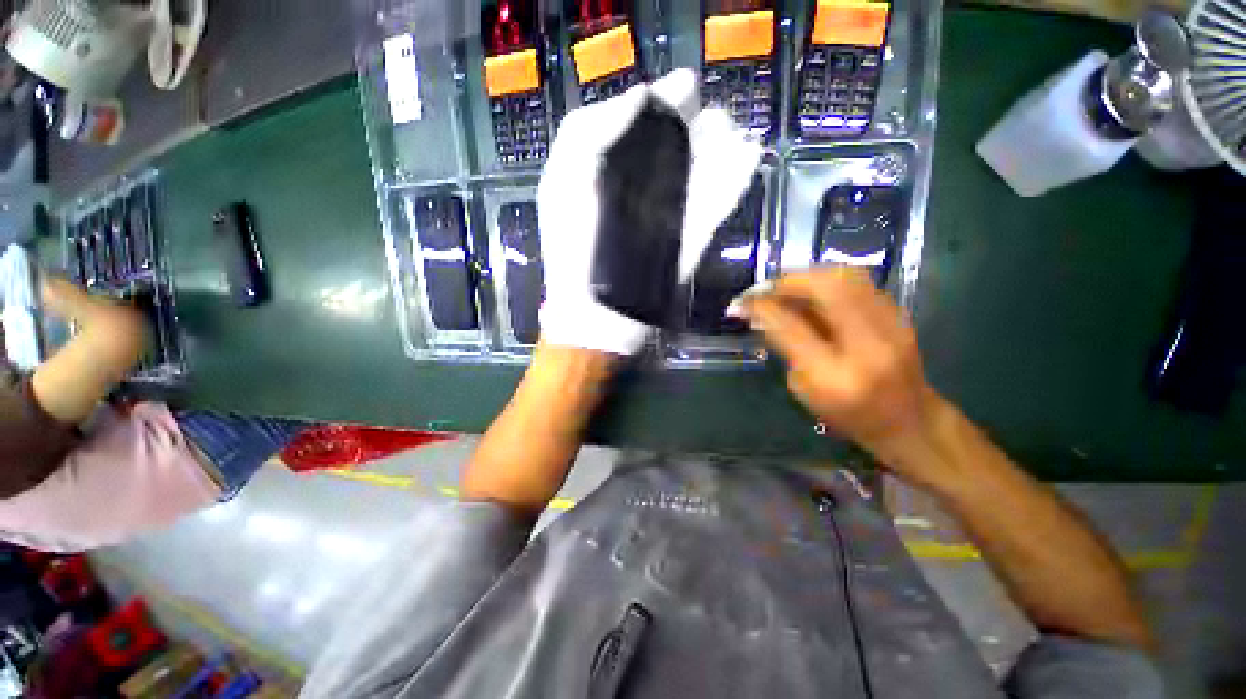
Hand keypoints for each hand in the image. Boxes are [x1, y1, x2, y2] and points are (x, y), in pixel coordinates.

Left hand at [537, 69, 760, 354]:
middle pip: (671, 148)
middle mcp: (637, 193)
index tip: (681, 90)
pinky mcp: (688, 242)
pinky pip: (713, 206)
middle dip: (693, 126)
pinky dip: (731, 182)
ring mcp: (665, 219)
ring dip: (717, 149)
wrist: (600, 313)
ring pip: (697, 175)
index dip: (658, 106)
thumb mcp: (565, 181)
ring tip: (730, 131)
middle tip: (708, 114)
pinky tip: (747, 155)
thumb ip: (588, 132)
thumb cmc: (575, 247)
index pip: (634, 129)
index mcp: (604, 175)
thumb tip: (641, 96)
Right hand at [734, 268, 948, 479]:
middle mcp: (867, 345)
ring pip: (847, 276)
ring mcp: (891, 326)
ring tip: (786, 285)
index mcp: (835, 375)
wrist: (910, 422)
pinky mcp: (900, 315)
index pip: (791, 326)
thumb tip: (766, 314)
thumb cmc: (848, 416)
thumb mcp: (804, 390)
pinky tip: (813, 290)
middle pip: (828, 287)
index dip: (762, 307)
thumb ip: (786, 348)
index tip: (741, 303)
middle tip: (764, 288)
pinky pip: (859, 282)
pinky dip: (828, 279)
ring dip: (808, 275)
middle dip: (788, 280)